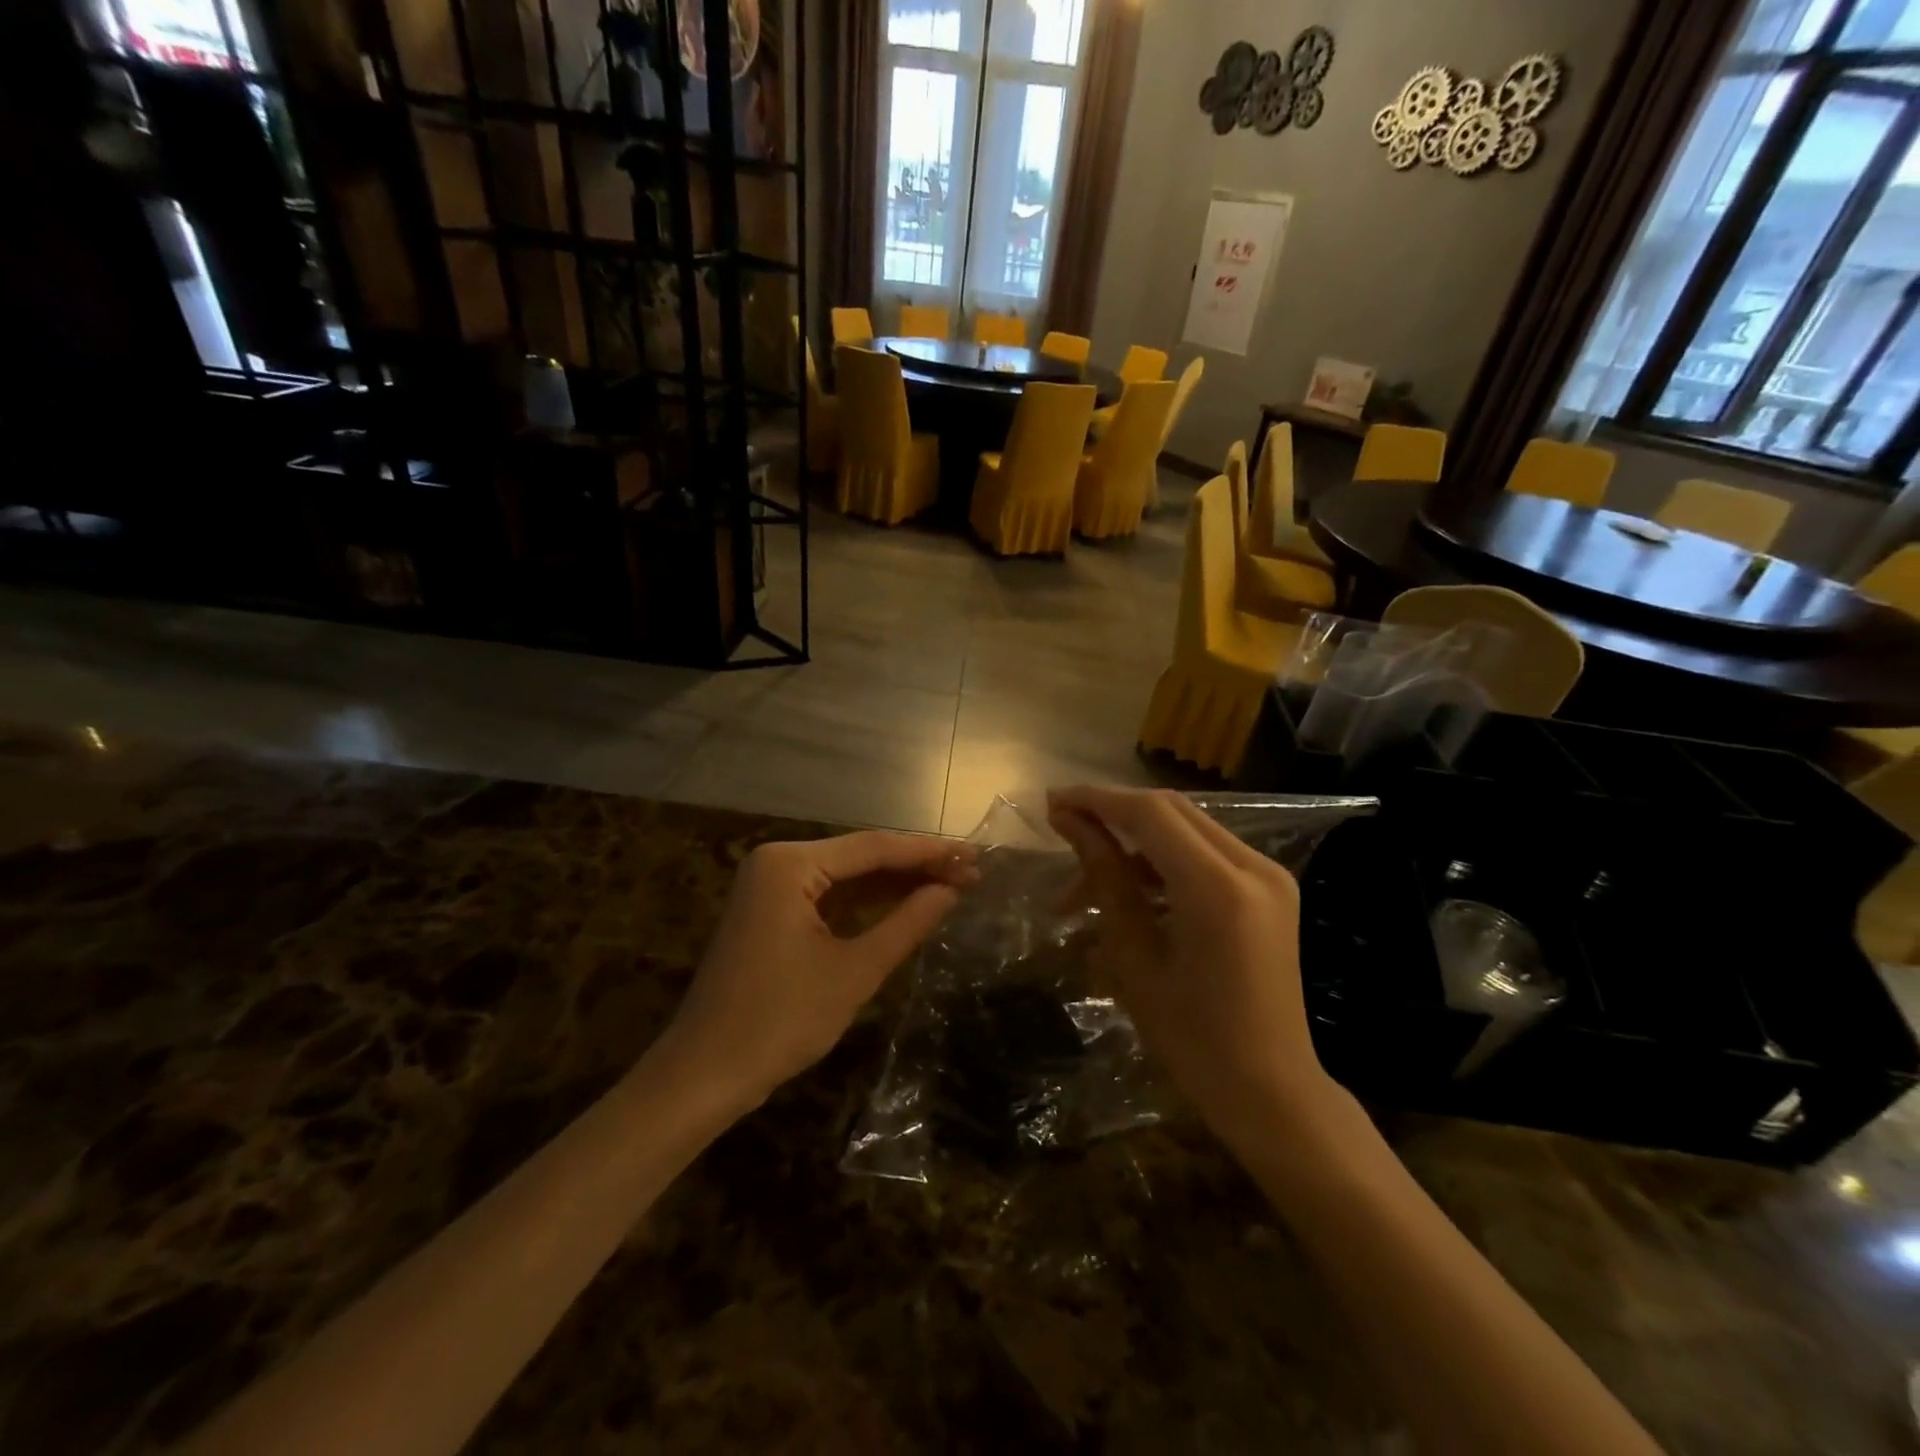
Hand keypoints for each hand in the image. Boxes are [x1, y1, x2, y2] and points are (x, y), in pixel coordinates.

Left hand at [662, 831, 975, 1105]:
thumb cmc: (779, 1021)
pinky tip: (906, 905)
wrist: (704, 1076)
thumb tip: (951, 891)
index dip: (928, 852)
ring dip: (894, 884)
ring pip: (846, 877)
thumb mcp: (854, 971)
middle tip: (971, 873)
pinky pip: (828, 898)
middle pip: (860, 857)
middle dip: (914, 867)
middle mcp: (777, 863)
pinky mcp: (771, 913)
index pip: (873, 848)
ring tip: (951, 885)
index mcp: (790, 864)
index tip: (974, 856)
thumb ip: (906, 924)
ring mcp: (770, 888)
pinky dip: (866, 904)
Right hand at [1047, 786, 1332, 1147]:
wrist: (1272, 1091)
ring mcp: (1269, 876)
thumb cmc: (1193, 1039)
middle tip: (1063, 825)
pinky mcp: (1271, 889)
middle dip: (1113, 811)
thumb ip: (1106, 879)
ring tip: (1088, 876)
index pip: (1150, 814)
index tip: (1052, 802)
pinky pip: (1208, 853)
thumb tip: (1070, 823)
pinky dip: (1166, 858)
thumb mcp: (1135, 957)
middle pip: (1172, 810)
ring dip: (1137, 838)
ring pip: (1189, 827)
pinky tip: (1132, 886)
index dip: (1097, 800)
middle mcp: (1253, 867)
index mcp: (1218, 888)